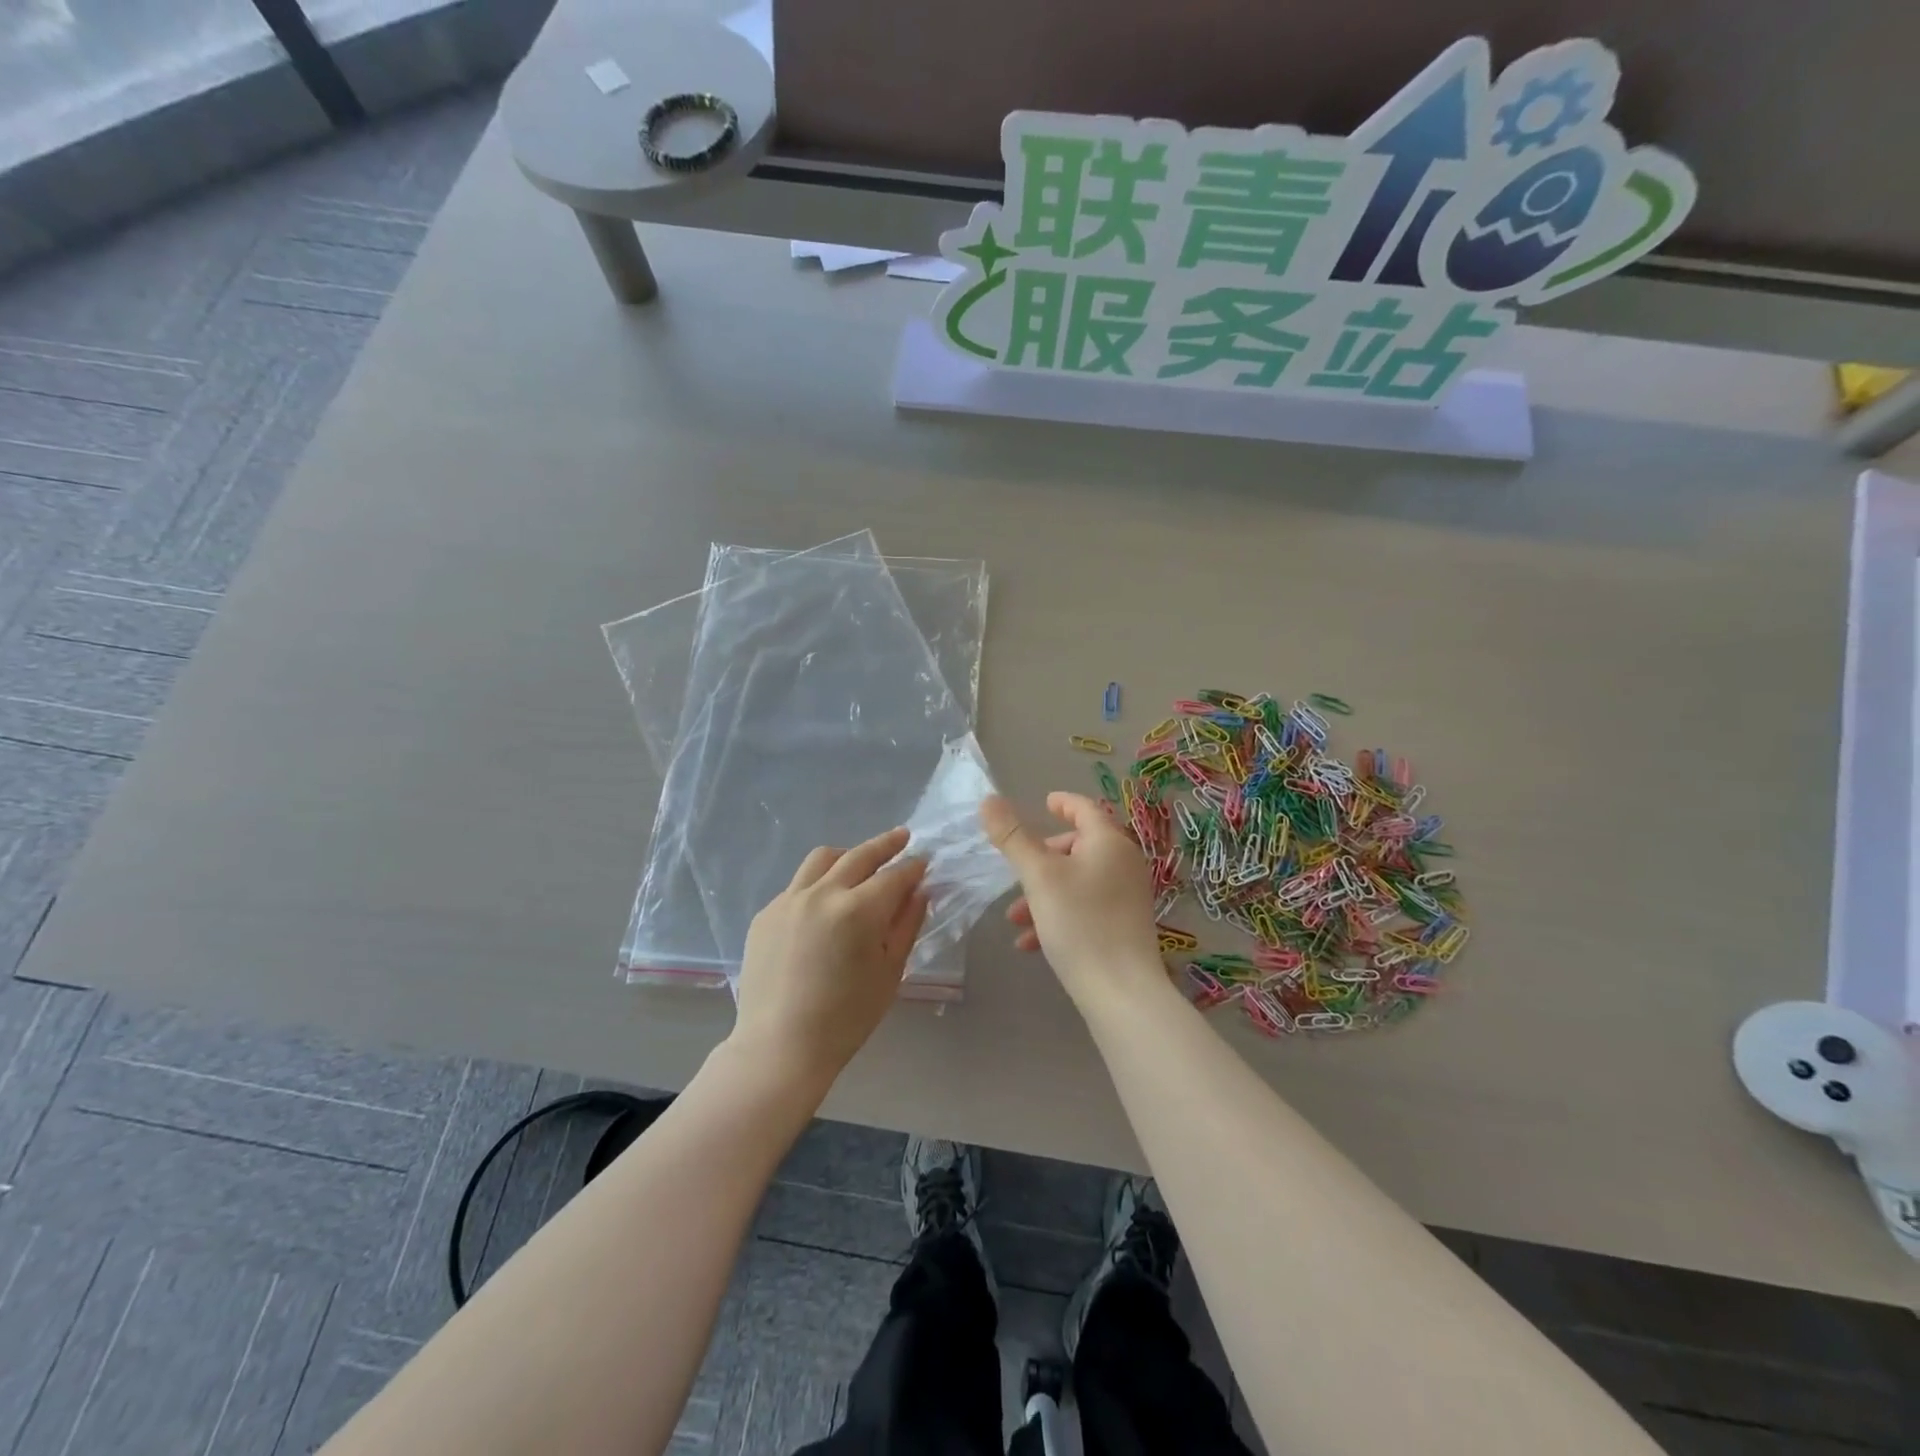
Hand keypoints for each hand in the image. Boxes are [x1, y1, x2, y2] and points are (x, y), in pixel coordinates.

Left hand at [731, 827, 929, 1088]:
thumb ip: (906, 924)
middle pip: (859, 855)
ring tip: (861, 862)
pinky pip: (798, 885)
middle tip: (902, 837)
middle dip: (886, 844)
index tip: (925, 861)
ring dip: (848, 855)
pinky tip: (826, 904)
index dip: (913, 867)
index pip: (894, 876)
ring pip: (823, 859)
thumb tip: (919, 891)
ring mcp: (788, 900)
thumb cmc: (846, 1018)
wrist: (779, 1047)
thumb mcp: (889, 972)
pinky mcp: (766, 913)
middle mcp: (821, 894)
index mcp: (857, 910)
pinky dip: (818, 883)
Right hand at [981, 793, 1167, 1013]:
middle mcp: (1124, 864)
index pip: (1085, 809)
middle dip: (1041, 859)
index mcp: (1109, 842)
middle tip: (1017, 871)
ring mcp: (1127, 896)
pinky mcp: (1124, 926)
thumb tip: (989, 800)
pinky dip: (1058, 915)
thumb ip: (1012, 837)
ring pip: (1076, 881)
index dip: (1063, 803)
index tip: (1044, 803)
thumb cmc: (1080, 923)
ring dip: (1042, 893)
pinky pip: (1085, 908)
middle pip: (1078, 846)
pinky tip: (1031, 943)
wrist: (1121, 992)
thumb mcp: (1038, 876)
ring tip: (1014, 918)